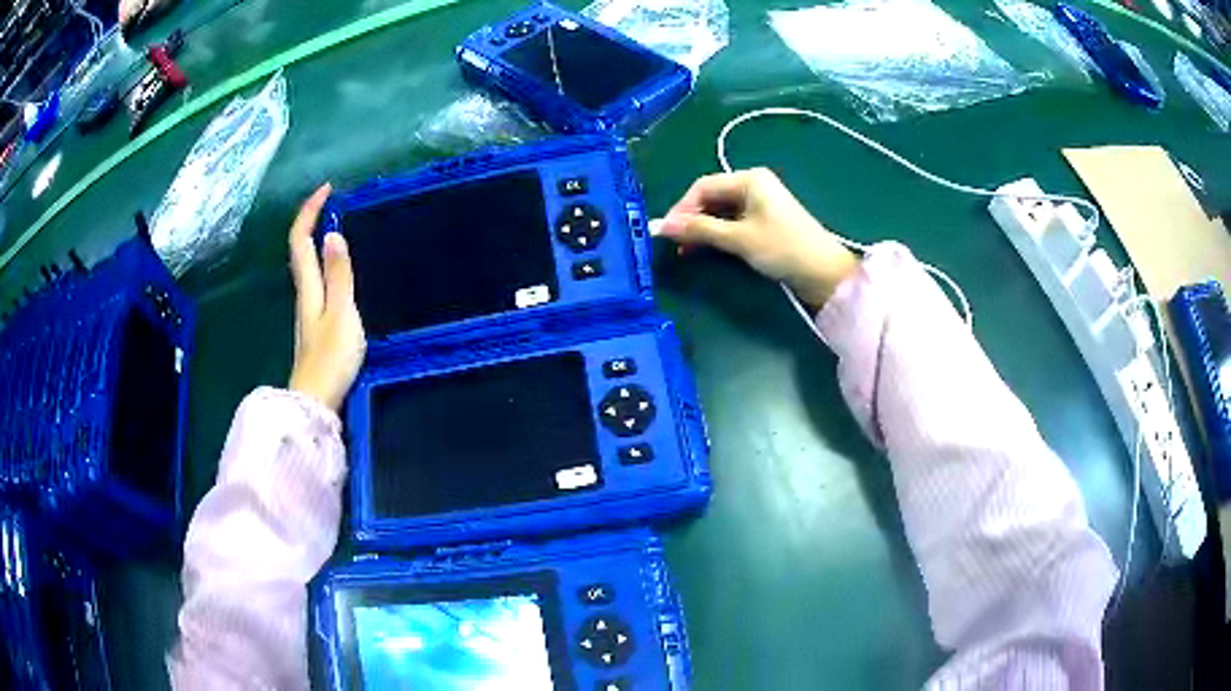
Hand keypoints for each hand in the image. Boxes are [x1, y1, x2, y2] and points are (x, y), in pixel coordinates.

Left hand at [287, 184, 366, 411]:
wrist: (317, 402)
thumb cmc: (331, 359)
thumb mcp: (342, 313)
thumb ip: (340, 276)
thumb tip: (333, 235)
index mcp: (308, 287)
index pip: (300, 240)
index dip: (310, 211)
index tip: (328, 189)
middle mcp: (303, 294)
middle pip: (300, 248)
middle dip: (312, 219)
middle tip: (335, 202)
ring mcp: (307, 310)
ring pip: (307, 264)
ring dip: (317, 239)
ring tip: (338, 225)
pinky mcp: (314, 324)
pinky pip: (316, 280)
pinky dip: (324, 262)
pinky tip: (339, 267)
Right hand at [658, 168, 859, 307]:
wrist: (824, 273)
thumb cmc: (782, 249)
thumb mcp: (738, 239)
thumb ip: (698, 230)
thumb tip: (658, 227)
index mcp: (749, 179)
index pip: (703, 186)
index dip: (681, 208)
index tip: (665, 232)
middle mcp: (754, 184)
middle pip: (711, 196)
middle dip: (691, 218)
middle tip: (675, 243)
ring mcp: (761, 202)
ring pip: (721, 210)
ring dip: (703, 227)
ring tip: (688, 249)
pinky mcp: (766, 220)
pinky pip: (733, 220)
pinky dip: (718, 232)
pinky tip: (708, 247)